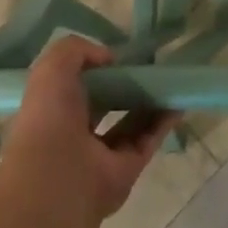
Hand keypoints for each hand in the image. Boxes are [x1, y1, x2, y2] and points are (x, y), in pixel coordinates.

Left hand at [0, 36, 176, 222]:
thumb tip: (109, 58)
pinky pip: (149, 139)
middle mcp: (77, 134)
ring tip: (169, 80)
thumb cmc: (49, 118)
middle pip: (107, 106)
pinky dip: (164, 121)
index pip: (77, 88)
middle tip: (148, 67)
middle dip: (125, 87)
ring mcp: (103, 154)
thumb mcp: (52, 68)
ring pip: (131, 123)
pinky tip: (178, 101)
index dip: (96, 70)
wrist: (57, 177)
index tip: (118, 56)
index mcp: (54, 112)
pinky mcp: (128, 168)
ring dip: (150, 102)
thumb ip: (76, 50)